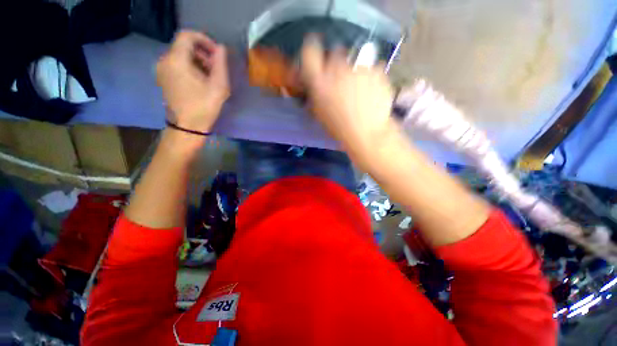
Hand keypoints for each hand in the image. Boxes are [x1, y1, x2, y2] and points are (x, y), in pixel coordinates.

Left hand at [157, 31, 229, 133]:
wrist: (187, 128)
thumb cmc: (204, 107)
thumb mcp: (219, 86)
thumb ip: (221, 64)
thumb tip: (220, 48)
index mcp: (176, 60)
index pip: (187, 36)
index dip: (204, 39)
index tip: (217, 53)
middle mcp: (164, 61)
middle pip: (184, 46)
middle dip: (203, 53)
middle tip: (216, 69)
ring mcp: (162, 70)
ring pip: (181, 55)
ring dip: (198, 61)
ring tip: (210, 77)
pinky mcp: (163, 79)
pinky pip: (177, 65)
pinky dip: (190, 67)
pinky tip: (200, 81)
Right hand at [300, 36, 395, 159]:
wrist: (367, 133)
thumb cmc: (339, 128)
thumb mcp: (320, 114)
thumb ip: (315, 95)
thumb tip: (314, 86)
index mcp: (319, 81)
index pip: (309, 51)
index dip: (312, 50)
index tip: (316, 55)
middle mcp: (337, 68)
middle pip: (334, 51)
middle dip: (336, 62)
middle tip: (340, 78)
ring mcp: (359, 66)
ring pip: (354, 58)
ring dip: (353, 68)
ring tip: (358, 86)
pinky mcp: (377, 69)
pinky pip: (371, 67)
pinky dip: (370, 75)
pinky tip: (371, 90)